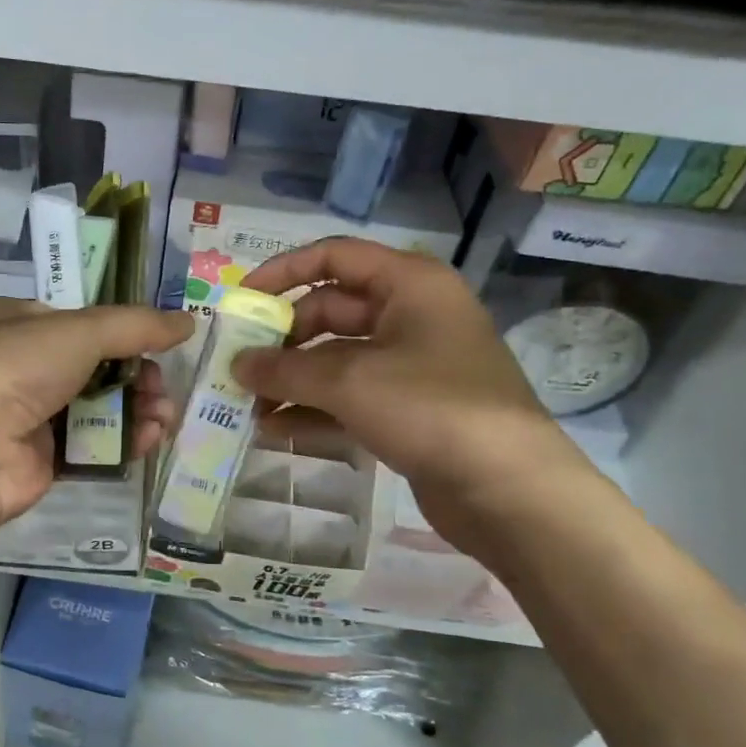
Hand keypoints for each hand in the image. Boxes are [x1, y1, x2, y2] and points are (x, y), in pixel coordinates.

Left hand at [0, 298, 193, 527]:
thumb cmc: (16, 368)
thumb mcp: (80, 330)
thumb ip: (137, 326)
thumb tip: (189, 322)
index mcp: (17, 322)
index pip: (80, 321)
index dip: (122, 331)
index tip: (159, 342)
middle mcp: (22, 365)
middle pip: (97, 366)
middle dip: (138, 376)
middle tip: (162, 387)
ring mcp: (32, 413)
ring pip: (100, 406)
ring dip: (138, 409)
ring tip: (165, 416)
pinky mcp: (45, 457)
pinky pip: (94, 444)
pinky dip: (125, 440)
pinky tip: (150, 439)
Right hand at [234, 238, 591, 523]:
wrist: (509, 489)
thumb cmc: (430, 408)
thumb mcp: (349, 382)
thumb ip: (285, 370)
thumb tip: (237, 365)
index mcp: (409, 284)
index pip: (334, 257)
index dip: (283, 272)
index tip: (241, 300)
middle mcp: (412, 316)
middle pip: (331, 311)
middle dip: (283, 340)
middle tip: (240, 367)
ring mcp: (413, 365)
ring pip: (338, 360)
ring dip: (293, 381)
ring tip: (249, 407)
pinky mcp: (411, 409)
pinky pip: (352, 398)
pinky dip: (316, 410)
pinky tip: (277, 431)